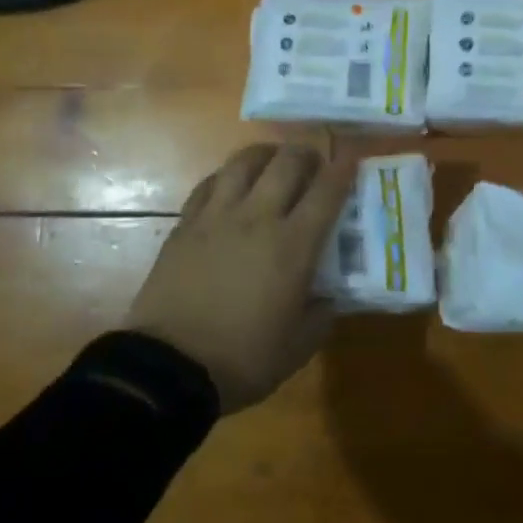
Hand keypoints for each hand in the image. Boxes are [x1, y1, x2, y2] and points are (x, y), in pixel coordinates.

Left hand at [128, 144, 351, 411]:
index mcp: (292, 246)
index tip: (353, 155)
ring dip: (265, 155)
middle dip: (306, 153)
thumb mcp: (298, 347)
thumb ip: (322, 314)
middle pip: (286, 162)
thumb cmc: (242, 359)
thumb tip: (329, 295)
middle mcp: (257, 218)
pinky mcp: (184, 225)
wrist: (169, 369)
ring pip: (243, 162)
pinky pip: (209, 183)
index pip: (327, 192)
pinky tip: (231, 186)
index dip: (344, 168)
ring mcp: (216, 217)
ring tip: (272, 163)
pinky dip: (228, 176)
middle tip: (313, 163)